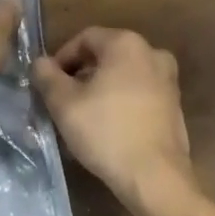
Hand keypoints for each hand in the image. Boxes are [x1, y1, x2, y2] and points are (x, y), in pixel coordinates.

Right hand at [33, 27, 192, 212]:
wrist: (155, 177)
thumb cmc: (107, 132)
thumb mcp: (64, 104)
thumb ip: (47, 77)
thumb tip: (40, 62)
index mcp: (126, 43)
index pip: (85, 38)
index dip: (62, 58)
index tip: (49, 84)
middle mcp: (152, 52)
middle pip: (106, 55)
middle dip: (81, 74)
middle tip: (63, 100)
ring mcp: (168, 79)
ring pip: (124, 74)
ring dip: (101, 88)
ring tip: (84, 116)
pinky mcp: (175, 104)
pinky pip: (140, 93)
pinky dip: (122, 101)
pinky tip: (109, 127)